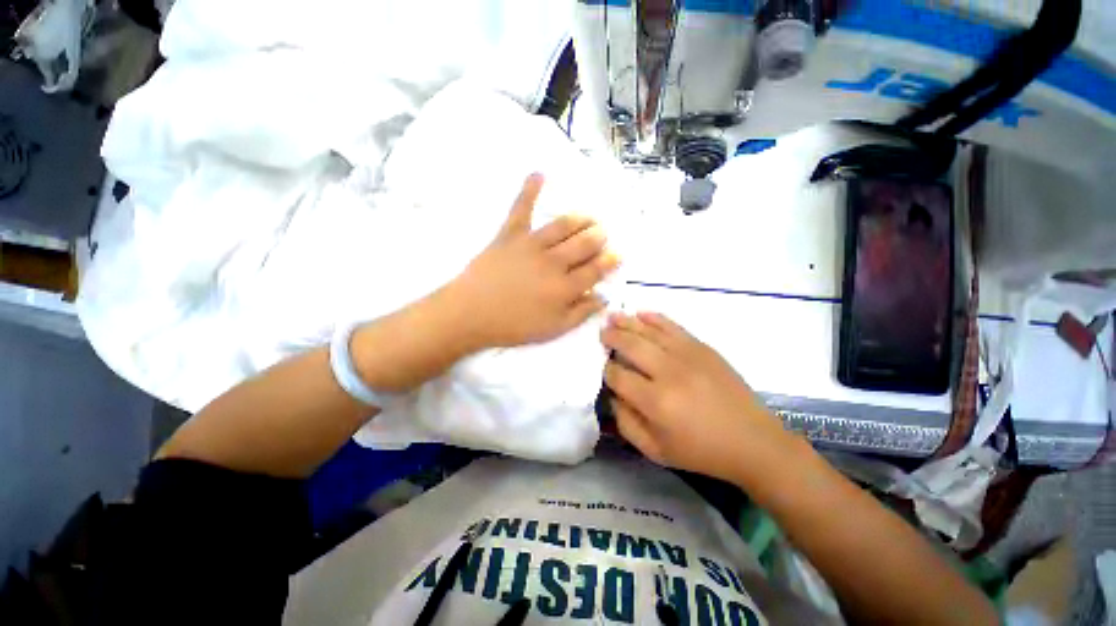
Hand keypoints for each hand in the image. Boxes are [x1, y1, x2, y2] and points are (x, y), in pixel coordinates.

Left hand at [448, 173, 619, 349]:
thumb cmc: (513, 326)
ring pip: (563, 227)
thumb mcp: (553, 329)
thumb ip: (581, 313)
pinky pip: (521, 209)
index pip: (594, 270)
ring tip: (589, 217)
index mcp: (564, 287)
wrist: (470, 314)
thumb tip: (603, 297)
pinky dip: (529, 190)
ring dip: (580, 220)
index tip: (617, 254)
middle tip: (603, 234)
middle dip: (598, 238)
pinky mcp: (509, 235)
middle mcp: (553, 262)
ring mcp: (532, 245)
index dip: (608, 262)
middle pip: (583, 245)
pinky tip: (538, 174)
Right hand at [601, 311, 789, 481]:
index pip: (618, 375)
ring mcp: (687, 355)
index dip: (606, 370)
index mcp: (655, 401)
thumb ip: (625, 422)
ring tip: (613, 315)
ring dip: (627, 321)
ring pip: (649, 331)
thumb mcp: (655, 450)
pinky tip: (641, 313)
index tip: (604, 368)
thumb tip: (612, 394)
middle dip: (612, 337)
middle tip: (602, 333)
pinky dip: (655, 318)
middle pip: (631, 345)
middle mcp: (668, 372)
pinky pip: (673, 326)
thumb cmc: (700, 451)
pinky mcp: (703, 348)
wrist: (753, 441)